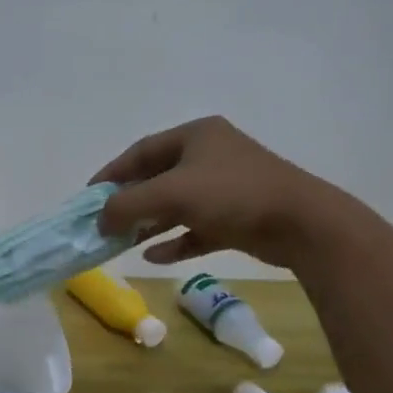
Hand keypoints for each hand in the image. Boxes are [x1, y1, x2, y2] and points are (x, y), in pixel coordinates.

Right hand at [91, 116, 343, 268]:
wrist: (302, 224)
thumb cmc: (232, 195)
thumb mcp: (171, 193)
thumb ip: (127, 205)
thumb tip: (99, 219)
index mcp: (196, 136)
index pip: (141, 151)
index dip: (112, 173)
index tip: (89, 196)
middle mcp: (210, 156)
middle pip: (158, 178)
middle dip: (130, 202)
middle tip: (104, 222)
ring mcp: (226, 187)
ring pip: (176, 205)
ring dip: (149, 223)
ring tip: (122, 242)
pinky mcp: (238, 217)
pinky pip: (197, 228)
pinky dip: (176, 241)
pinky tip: (154, 257)